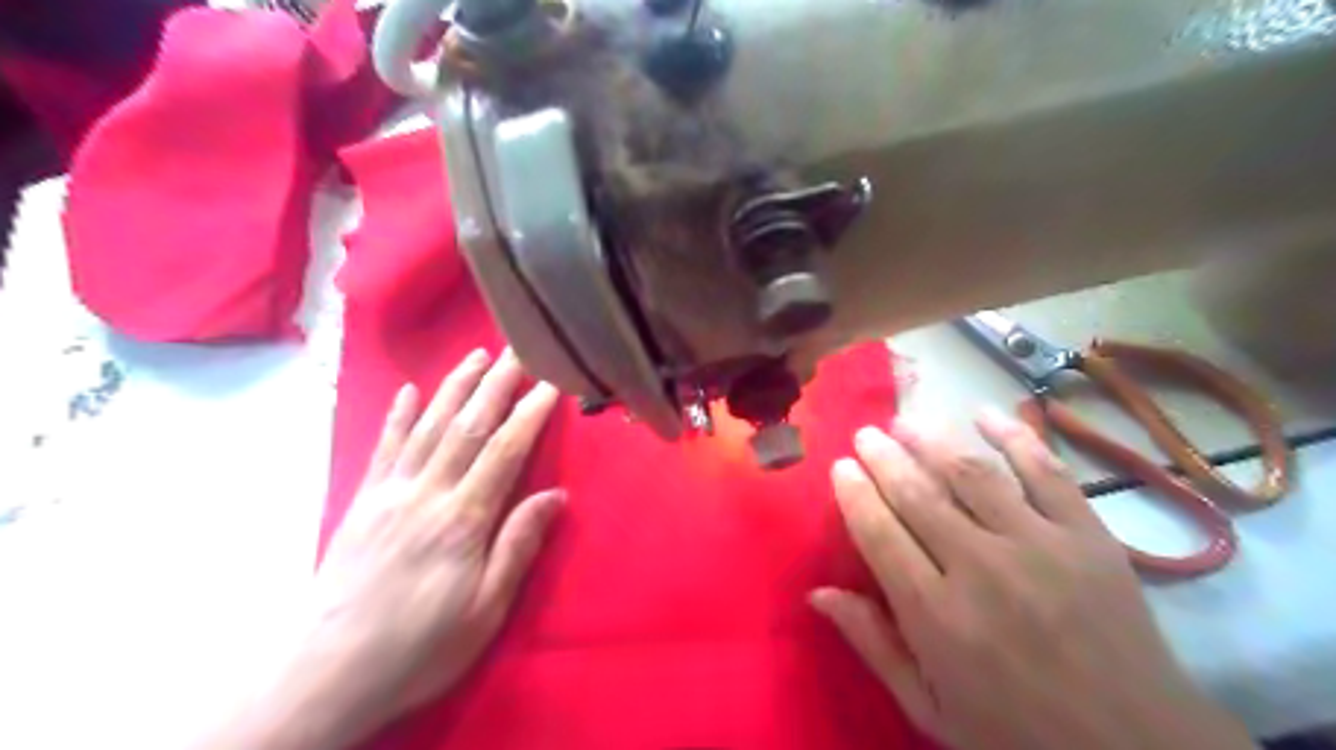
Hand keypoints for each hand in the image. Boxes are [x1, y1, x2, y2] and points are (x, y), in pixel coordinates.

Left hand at [296, 349, 561, 740]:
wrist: (327, 673)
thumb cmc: (420, 646)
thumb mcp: (485, 609)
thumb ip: (518, 546)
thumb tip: (556, 495)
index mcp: (463, 520)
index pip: (504, 451)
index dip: (529, 413)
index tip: (551, 383)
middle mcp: (427, 493)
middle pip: (467, 427)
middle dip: (496, 384)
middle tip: (519, 349)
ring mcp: (390, 493)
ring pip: (428, 427)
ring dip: (454, 387)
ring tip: (476, 355)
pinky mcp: (363, 502)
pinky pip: (384, 449)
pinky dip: (398, 416)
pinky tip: (408, 390)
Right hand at [808, 412, 1258, 745]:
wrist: (1140, 749)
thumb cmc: (1018, 733)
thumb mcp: (931, 709)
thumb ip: (874, 645)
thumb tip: (818, 593)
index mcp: (936, 615)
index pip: (879, 533)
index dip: (854, 493)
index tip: (840, 466)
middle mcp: (981, 569)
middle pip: (919, 494)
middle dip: (884, 457)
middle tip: (866, 434)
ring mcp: (1040, 546)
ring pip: (972, 474)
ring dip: (932, 440)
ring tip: (906, 422)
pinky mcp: (1088, 536)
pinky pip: (1046, 472)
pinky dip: (1015, 437)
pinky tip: (985, 412)